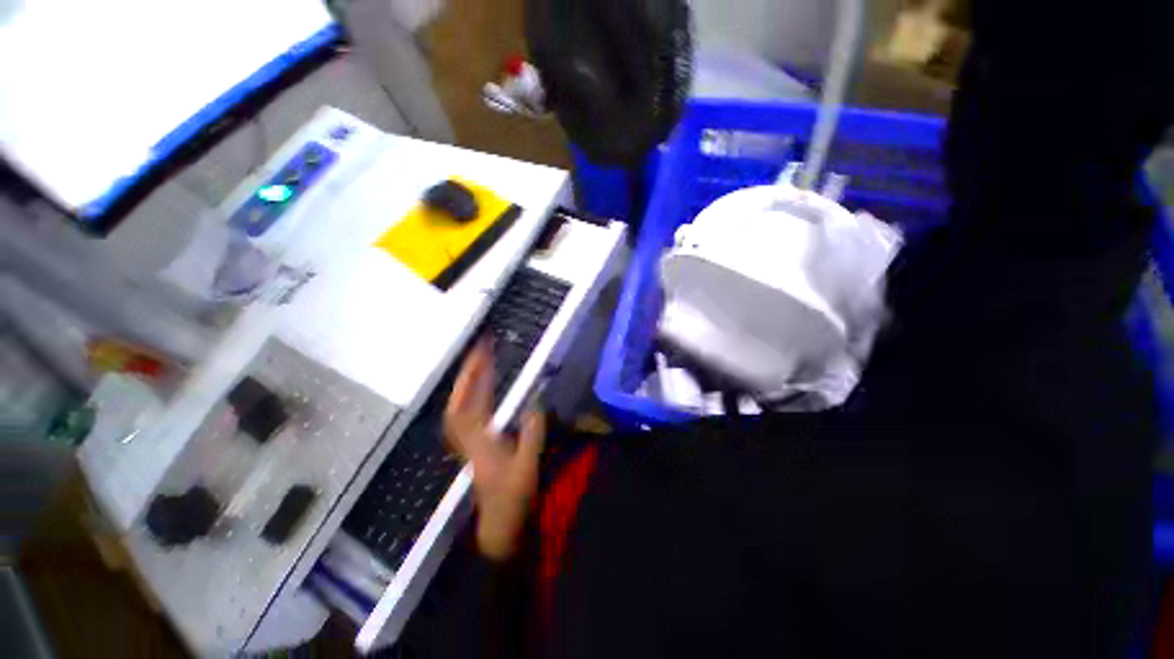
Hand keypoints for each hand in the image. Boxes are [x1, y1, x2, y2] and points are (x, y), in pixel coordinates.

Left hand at [444, 342, 544, 560]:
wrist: (500, 528)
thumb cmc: (513, 499)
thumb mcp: (528, 466)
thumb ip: (533, 433)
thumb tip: (536, 403)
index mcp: (479, 441)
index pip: (470, 401)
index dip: (475, 375)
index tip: (484, 351)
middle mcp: (468, 438)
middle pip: (459, 400)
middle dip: (468, 372)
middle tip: (481, 349)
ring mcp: (469, 443)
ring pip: (458, 406)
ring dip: (467, 383)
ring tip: (480, 363)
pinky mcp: (474, 446)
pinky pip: (465, 414)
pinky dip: (469, 397)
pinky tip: (481, 390)